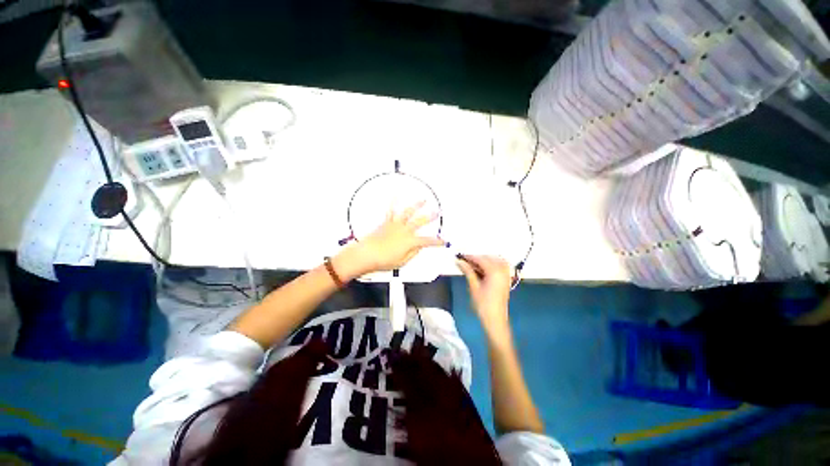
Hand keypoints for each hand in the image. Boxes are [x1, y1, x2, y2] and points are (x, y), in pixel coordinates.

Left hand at [348, 201, 444, 275]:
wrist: (366, 255)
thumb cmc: (383, 260)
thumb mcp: (402, 262)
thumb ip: (412, 254)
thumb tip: (418, 248)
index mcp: (410, 242)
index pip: (427, 241)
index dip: (436, 241)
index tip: (442, 241)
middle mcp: (404, 231)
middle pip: (420, 222)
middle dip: (430, 217)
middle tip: (437, 212)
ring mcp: (395, 225)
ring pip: (408, 213)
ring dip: (416, 205)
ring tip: (423, 200)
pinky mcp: (386, 223)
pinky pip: (390, 211)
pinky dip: (393, 203)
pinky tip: (396, 195)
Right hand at [456, 255, 512, 340]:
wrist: (495, 320)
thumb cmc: (483, 305)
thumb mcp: (473, 287)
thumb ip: (467, 271)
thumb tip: (459, 261)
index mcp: (494, 271)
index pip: (480, 259)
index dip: (469, 257)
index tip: (460, 256)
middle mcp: (502, 270)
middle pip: (488, 258)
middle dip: (477, 258)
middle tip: (465, 261)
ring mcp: (506, 275)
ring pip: (495, 260)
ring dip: (485, 260)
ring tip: (473, 264)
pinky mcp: (506, 279)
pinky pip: (500, 266)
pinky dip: (492, 264)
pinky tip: (484, 268)